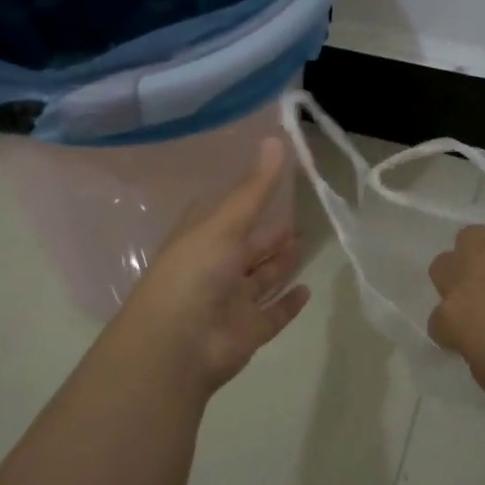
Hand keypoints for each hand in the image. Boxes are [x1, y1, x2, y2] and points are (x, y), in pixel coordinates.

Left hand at [104, 137, 311, 403]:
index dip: (245, 199)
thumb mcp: (225, 224)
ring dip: (279, 265)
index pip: (223, 214)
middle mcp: (214, 269)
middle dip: (267, 235)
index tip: (270, 181)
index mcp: (200, 240)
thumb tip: (277, 138)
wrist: (178, 346)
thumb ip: (255, 188)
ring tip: (303, 244)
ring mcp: (231, 302)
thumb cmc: (194, 274)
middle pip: (246, 248)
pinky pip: (272, 314)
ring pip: (260, 280)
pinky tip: (307, 290)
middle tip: (296, 216)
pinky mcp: (247, 332)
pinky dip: (288, 304)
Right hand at [427, 221, 484, 407]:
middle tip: (481, 302)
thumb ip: (473, 351)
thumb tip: (477, 338)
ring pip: (470, 238)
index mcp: (454, 313)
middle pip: (442, 267)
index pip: (436, 323)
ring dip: (479, 256)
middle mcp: (469, 272)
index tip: (470, 344)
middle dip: (455, 283)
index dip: (452, 335)